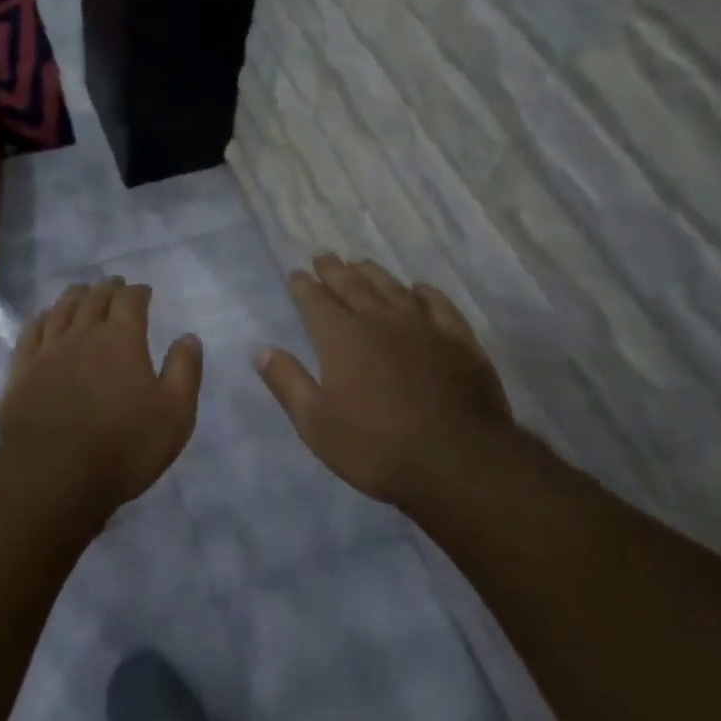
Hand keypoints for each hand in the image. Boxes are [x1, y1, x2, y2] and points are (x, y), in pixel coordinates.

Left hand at [0, 277, 203, 518]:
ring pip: (62, 310)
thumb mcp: (174, 414)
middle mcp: (83, 334)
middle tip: (114, 284)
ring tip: (82, 290)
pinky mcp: (22, 370)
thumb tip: (189, 337)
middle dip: (107, 288)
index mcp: (121, 339)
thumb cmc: (123, 446)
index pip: (130, 301)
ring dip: (75, 296)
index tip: (144, 290)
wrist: (54, 474)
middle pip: (95, 299)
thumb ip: (184, 371)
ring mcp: (48, 350)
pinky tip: (46, 317)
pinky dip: (43, 317)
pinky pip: (32, 332)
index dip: (138, 292)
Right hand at [255, 255, 514, 505]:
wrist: (459, 464)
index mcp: (342, 338)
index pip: (316, 302)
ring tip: (360, 262)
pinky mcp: (459, 341)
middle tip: (323, 255)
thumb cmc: (378, 449)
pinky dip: (425, 293)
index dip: (303, 286)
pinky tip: (419, 289)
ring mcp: (423, 327)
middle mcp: (380, 321)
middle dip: (334, 270)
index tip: (296, 273)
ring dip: (373, 273)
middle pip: (352, 286)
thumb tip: (261, 349)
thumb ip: (288, 382)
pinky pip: (439, 305)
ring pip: (392, 288)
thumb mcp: (316, 425)